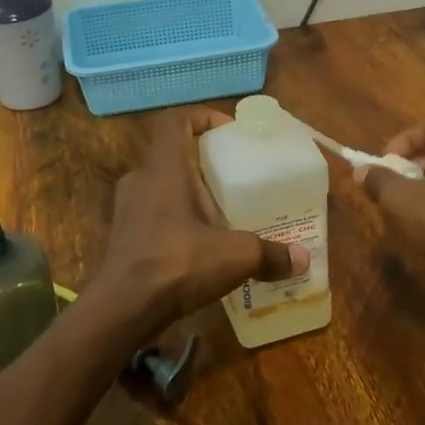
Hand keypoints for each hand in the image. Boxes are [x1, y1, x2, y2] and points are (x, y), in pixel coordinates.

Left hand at [88, 107, 309, 339]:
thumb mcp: (234, 255)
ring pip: (160, 187)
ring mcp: (126, 209)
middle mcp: (140, 180)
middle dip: (202, 163)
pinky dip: (175, 221)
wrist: (123, 307)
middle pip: (171, 155)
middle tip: (232, 179)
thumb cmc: (177, 262)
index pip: (175, 121)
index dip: (201, 117)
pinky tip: (198, 246)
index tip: (228, 131)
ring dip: (188, 195)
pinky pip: (152, 215)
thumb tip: (302, 260)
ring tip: (220, 215)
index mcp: (164, 168)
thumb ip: (269, 254)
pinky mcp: (122, 237)